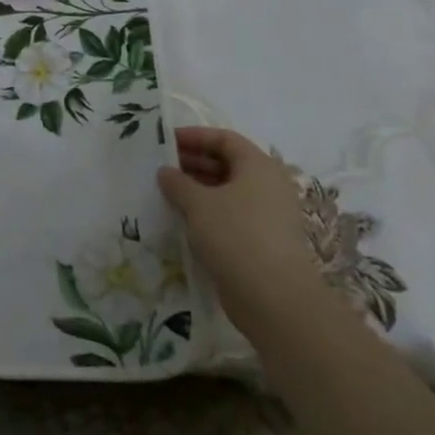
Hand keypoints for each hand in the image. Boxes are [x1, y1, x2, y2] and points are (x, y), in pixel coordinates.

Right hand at [158, 126, 328, 335]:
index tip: (165, 141)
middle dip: (193, 163)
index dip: (194, 136)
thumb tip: (165, 172)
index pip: (224, 138)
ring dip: (197, 189)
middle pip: (227, 163)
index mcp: (258, 166)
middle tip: (161, 167)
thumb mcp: (198, 203)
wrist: (274, 298)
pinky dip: (207, 213)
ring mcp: (267, 215)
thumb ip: (178, 182)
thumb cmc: (236, 235)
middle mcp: (267, 186)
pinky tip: (183, 220)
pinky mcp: (262, 241)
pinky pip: (230, 215)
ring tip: (166, 193)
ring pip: (227, 192)